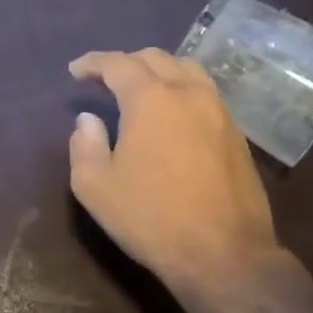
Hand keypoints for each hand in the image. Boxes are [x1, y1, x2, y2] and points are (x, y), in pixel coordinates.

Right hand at [68, 49, 293, 301]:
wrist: (224, 254)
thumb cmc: (151, 218)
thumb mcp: (95, 187)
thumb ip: (84, 145)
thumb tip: (89, 120)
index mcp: (151, 100)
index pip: (117, 64)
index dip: (93, 63)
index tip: (75, 70)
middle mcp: (188, 93)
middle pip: (156, 58)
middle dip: (126, 62)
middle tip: (105, 79)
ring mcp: (219, 111)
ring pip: (187, 69)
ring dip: (160, 70)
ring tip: (143, 88)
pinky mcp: (237, 133)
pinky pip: (206, 93)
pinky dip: (183, 89)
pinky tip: (174, 112)